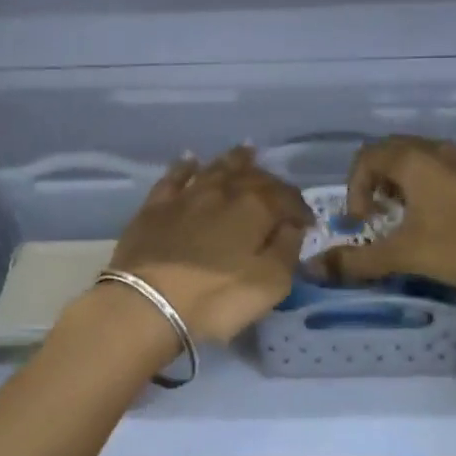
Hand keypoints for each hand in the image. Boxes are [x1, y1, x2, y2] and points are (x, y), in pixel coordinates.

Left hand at [106, 146, 313, 343]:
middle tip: (279, 190)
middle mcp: (222, 191)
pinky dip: (185, 166)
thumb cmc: (216, 298)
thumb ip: (287, 250)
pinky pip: (174, 177)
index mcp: (255, 208)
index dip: (300, 209)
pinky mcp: (155, 207)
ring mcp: (186, 196)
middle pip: (252, 177)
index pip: (286, 198)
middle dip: (270, 181)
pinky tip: (190, 160)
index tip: (308, 223)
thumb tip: (292, 226)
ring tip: (246, 152)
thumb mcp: (270, 284)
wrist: (147, 304)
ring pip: (215, 169)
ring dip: (234, 160)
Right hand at [325, 136, 455, 289]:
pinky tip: (438, 219)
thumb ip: (357, 261)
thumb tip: (314, 269)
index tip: (363, 223)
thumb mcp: (405, 255)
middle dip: (375, 183)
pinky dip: (426, 187)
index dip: (354, 190)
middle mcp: (437, 150)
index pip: (365, 158)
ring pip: (418, 159)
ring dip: (401, 184)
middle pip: (390, 152)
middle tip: (377, 216)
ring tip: (403, 218)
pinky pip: (441, 169)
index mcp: (413, 160)